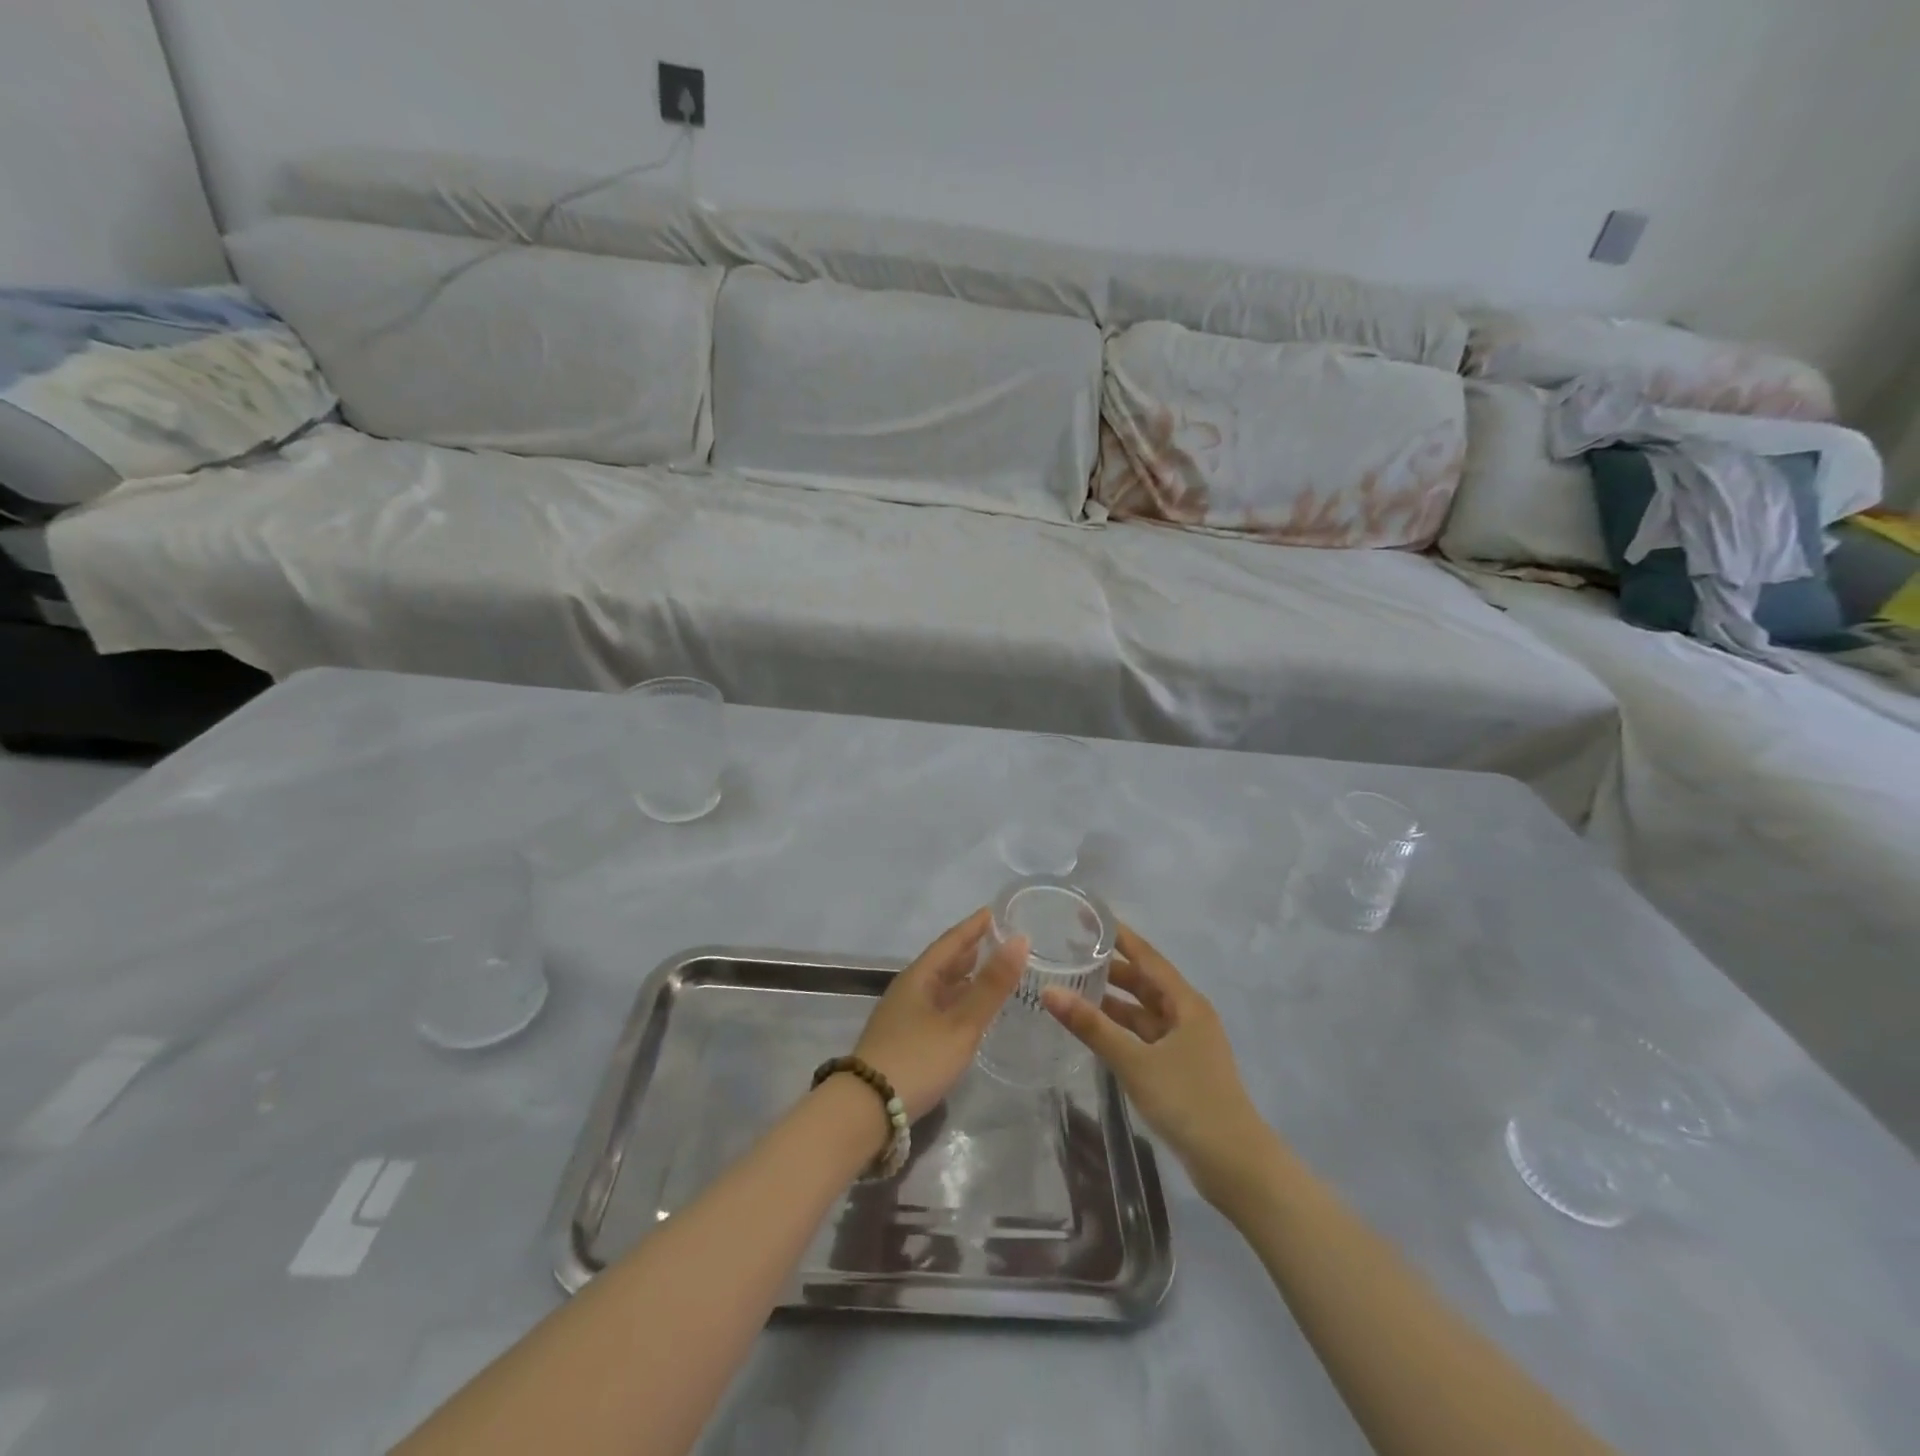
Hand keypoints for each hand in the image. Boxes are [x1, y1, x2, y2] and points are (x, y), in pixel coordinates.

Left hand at [852, 908, 1027, 1121]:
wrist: (866, 1109)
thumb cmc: (917, 1059)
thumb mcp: (961, 1023)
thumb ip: (991, 985)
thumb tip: (1020, 940)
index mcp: (919, 977)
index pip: (951, 942)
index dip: (974, 926)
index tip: (994, 911)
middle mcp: (909, 990)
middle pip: (943, 962)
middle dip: (970, 949)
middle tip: (998, 939)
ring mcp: (903, 1016)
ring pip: (939, 986)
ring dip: (963, 977)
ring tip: (988, 971)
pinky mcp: (904, 1040)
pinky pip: (936, 1007)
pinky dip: (957, 1001)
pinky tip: (968, 1013)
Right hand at [1043, 924, 1269, 1202]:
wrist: (1234, 1165)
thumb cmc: (1188, 1101)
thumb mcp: (1135, 1061)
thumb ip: (1092, 1026)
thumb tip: (1050, 991)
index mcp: (1186, 1003)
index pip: (1147, 957)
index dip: (1119, 936)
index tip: (1088, 917)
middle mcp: (1187, 1015)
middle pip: (1145, 982)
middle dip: (1110, 969)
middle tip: (1070, 954)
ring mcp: (1185, 1043)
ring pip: (1143, 1011)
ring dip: (1114, 1001)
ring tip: (1073, 988)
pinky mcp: (1180, 1068)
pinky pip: (1145, 1036)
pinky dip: (1121, 1029)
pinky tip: (1095, 1030)